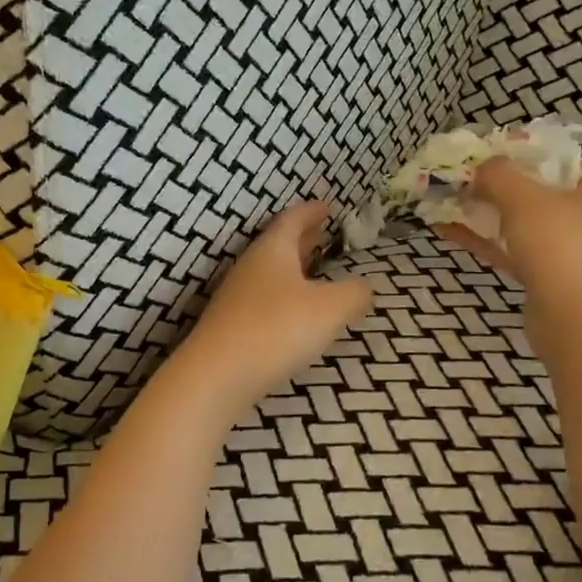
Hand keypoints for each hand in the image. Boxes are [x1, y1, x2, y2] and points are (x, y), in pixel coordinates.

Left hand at [175, 201, 374, 411]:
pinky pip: (263, 299)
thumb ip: (354, 293)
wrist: (217, 375)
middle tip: (321, 232)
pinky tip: (295, 312)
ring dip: (292, 267)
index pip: (291, 220)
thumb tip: (364, 287)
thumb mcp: (330, 308)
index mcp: (272, 251)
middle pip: (278, 245)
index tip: (326, 206)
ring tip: (313, 269)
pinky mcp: (231, 327)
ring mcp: (237, 297)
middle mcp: (250, 268)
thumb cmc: (276, 328)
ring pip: (270, 273)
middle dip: (301, 237)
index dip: (310, 211)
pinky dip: (283, 295)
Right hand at [439, 160, 581, 324]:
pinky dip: (485, 239)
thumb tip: (482, 167)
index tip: (484, 155)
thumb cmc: (558, 247)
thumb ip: (499, 174)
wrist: (574, 322)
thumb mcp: (523, 198)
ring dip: (484, 213)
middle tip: (461, 178)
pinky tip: (448, 230)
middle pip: (536, 192)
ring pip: (521, 223)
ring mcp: (571, 251)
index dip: (519, 154)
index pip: (558, 161)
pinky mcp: (550, 277)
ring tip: (447, 202)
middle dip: (494, 186)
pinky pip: (513, 249)